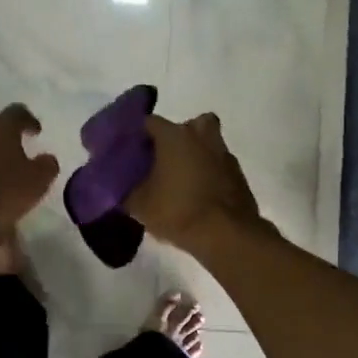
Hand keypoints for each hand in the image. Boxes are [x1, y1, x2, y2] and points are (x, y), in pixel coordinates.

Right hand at [125, 112, 262, 253]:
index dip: (138, 135)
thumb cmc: (177, 211)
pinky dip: (209, 174)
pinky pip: (218, 165)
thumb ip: (126, 190)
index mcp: (175, 136)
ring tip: (180, 180)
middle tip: (163, 160)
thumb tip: (118, 187)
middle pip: (187, 126)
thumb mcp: (139, 205)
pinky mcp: (238, 174)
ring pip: (206, 144)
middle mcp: (201, 136)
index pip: (149, 122)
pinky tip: (198, 195)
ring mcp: (224, 154)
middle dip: (175, 138)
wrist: (226, 235)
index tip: (130, 151)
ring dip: (195, 155)